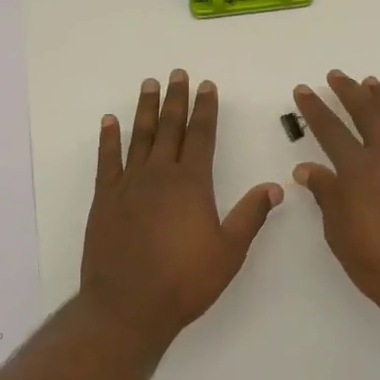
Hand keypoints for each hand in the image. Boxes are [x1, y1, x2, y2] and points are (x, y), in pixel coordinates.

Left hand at [80, 71, 283, 349]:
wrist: (127, 306)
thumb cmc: (184, 281)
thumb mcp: (228, 252)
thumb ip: (250, 216)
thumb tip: (275, 187)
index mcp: (191, 183)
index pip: (201, 135)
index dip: (205, 109)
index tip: (206, 85)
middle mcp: (159, 174)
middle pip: (170, 127)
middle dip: (176, 99)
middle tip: (177, 73)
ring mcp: (129, 184)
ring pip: (139, 136)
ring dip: (145, 109)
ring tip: (149, 84)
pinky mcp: (105, 198)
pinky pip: (107, 160)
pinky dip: (108, 138)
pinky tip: (109, 121)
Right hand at [289, 71, 379, 324]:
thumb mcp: (341, 235)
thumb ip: (326, 196)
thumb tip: (307, 168)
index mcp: (358, 171)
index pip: (330, 130)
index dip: (314, 108)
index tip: (304, 90)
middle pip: (366, 112)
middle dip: (348, 91)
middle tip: (336, 76)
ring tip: (372, 82)